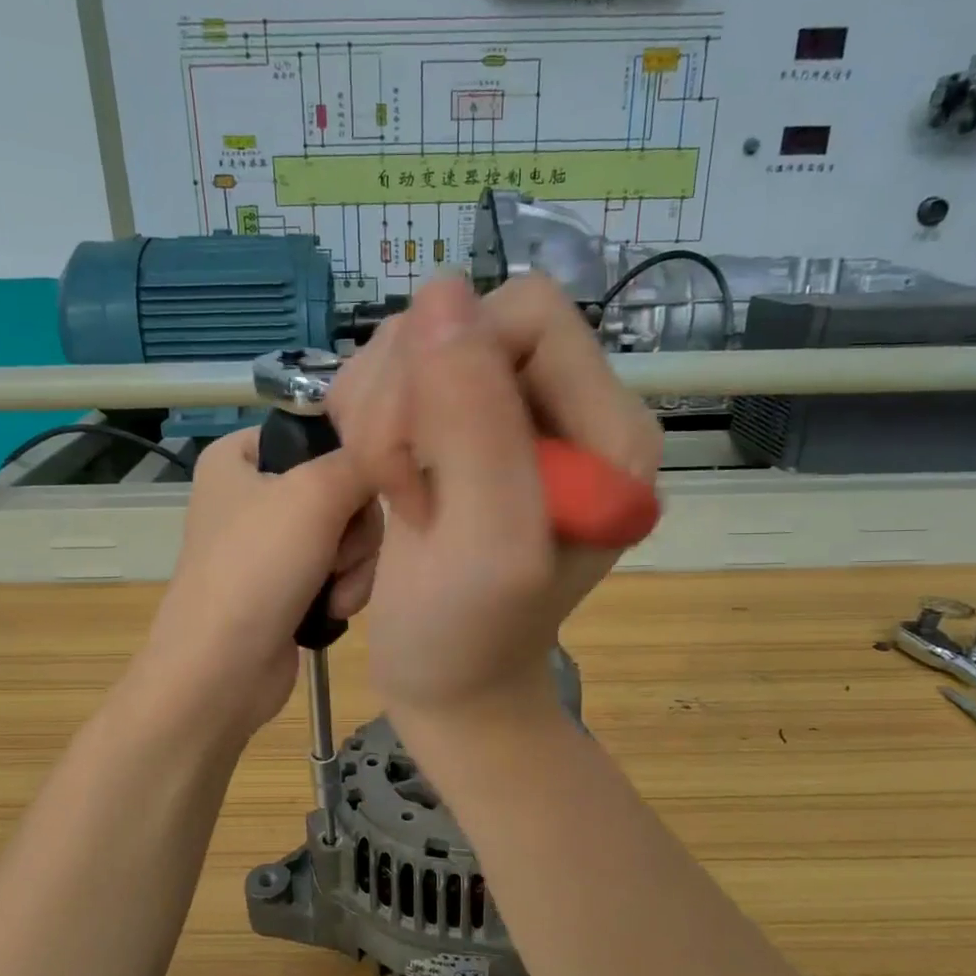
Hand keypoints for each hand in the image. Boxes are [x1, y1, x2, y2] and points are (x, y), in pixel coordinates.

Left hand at [134, 428, 379, 737]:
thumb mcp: (314, 494)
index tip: (372, 481)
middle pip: (343, 487)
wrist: (222, 670)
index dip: (351, 455)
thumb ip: (364, 460)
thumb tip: (398, 451)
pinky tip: (333, 609)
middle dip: (354, 529)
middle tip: (337, 552)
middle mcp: (254, 494)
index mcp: (239, 456)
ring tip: (334, 590)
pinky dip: (345, 588)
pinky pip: (341, 568)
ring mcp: (272, 544)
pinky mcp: (289, 585)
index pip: (316, 430)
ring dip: (354, 564)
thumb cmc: (257, 568)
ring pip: (349, 533)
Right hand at [327, 274, 659, 721]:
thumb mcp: (485, 542)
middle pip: (463, 323)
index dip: (456, 368)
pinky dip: (369, 423)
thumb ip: (476, 421)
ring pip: (418, 346)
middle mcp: (563, 407)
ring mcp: (505, 416)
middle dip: (407, 401)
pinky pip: (394, 378)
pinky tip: (381, 481)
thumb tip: (443, 293)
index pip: (527, 312)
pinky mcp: (456, 430)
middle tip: (402, 488)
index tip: (427, 458)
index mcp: (606, 428)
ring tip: (395, 494)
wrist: (450, 682)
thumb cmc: (469, 634)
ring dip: (381, 416)